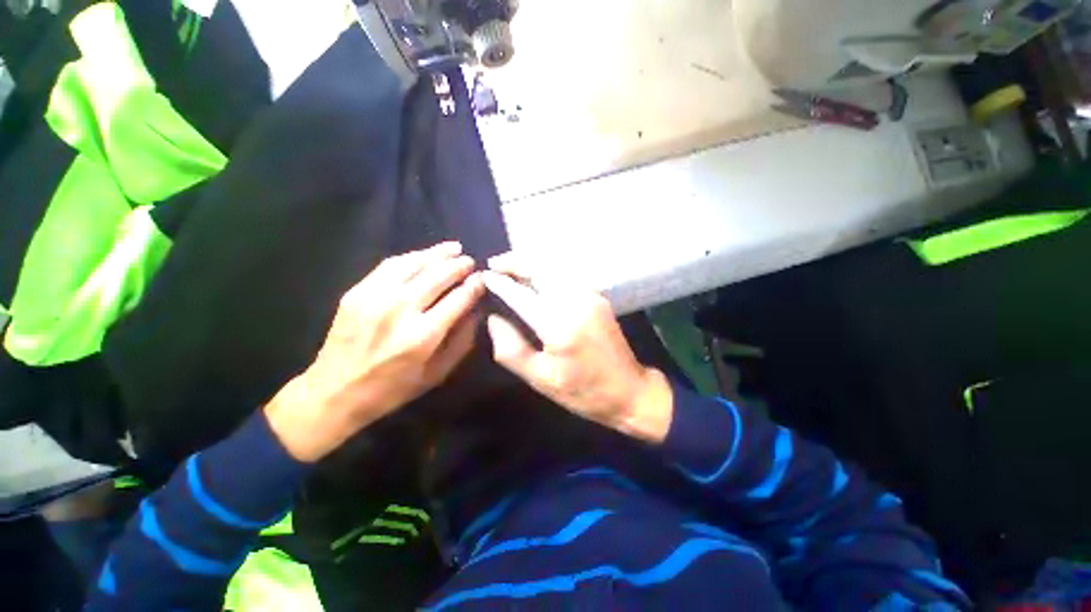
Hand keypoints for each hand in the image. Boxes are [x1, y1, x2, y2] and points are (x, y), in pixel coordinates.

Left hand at [266, 242, 485, 461]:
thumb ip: (462, 341)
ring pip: (413, 264)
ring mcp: (374, 297)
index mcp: (423, 336)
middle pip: (437, 276)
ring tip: (454, 248)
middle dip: (459, 266)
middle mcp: (399, 311)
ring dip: (437, 253)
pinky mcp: (357, 292)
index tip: (483, 278)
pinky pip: (389, 265)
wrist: (335, 392)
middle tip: (471, 261)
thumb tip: (476, 310)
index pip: (458, 299)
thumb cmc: (393, 388)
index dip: (474, 285)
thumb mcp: (437, 374)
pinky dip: (411, 257)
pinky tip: (423, 255)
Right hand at [482, 257, 672, 443]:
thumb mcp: (540, 378)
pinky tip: (536, 279)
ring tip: (510, 268)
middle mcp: (575, 301)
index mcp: (558, 324)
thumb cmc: (582, 391)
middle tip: (494, 265)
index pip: (521, 295)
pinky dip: (547, 272)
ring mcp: (590, 296)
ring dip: (531, 264)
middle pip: (540, 269)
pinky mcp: (597, 297)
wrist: (629, 390)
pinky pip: (566, 276)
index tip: (484, 275)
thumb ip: (511, 348)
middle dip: (515, 261)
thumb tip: (493, 318)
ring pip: (554, 268)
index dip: (501, 283)